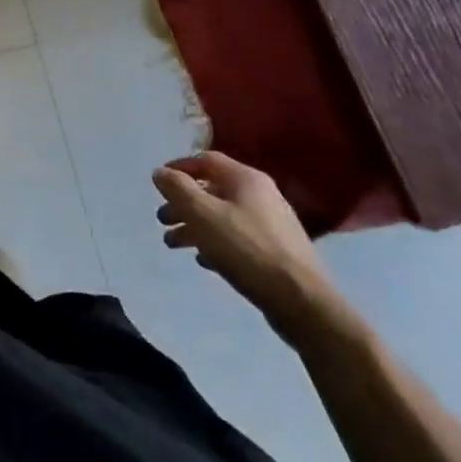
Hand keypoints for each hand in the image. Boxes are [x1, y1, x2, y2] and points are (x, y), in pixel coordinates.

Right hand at [153, 152, 347, 344]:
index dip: (179, 168)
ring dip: (195, 225)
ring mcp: (271, 224)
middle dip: (183, 203)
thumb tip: (161, 172)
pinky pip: (237, 238)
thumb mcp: (203, 214)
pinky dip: (215, 243)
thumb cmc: (247, 249)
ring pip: (223, 216)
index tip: (158, 184)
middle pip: (212, 190)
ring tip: (173, 243)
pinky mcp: (276, 252)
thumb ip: (178, 189)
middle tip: (162, 219)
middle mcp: (261, 195)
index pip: (206, 160)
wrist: (302, 301)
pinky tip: (203, 260)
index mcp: (246, 179)